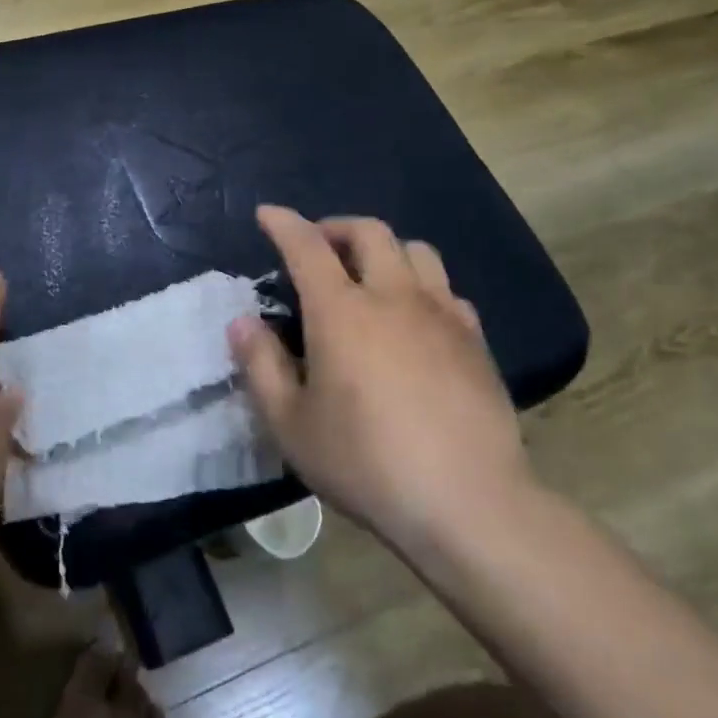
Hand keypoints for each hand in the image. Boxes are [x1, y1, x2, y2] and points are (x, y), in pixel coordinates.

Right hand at [228, 205, 532, 567]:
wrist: (467, 502)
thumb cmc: (365, 463)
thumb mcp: (291, 424)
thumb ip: (260, 366)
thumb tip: (242, 322)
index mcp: (342, 312)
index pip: (307, 247)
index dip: (283, 224)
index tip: (267, 214)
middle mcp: (394, 298)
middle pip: (370, 233)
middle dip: (336, 227)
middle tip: (317, 247)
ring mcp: (442, 316)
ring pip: (416, 251)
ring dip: (384, 250)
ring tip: (366, 277)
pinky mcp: (475, 341)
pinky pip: (446, 290)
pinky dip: (420, 286)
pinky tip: (412, 319)